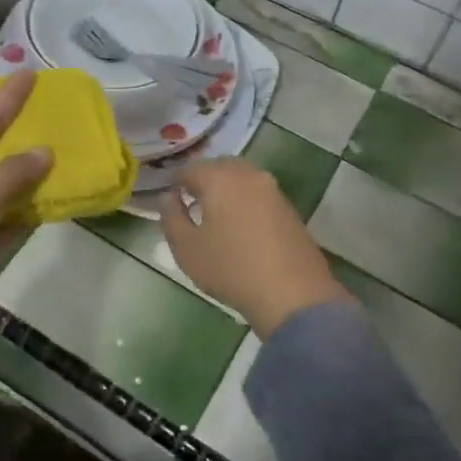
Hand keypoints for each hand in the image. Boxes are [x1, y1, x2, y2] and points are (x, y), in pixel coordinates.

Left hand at [0, 71, 53, 349]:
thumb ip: (13, 171)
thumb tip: (45, 153)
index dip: (7, 98)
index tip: (31, 74)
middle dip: (22, 131)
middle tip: (52, 108)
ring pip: (8, 182)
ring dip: (33, 169)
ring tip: (65, 146)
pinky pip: (15, 213)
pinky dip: (35, 203)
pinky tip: (59, 191)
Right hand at [159, 159, 351, 338]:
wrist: (293, 294)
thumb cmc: (230, 268)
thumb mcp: (186, 248)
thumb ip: (171, 217)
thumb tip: (169, 197)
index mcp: (220, 178)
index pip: (190, 168)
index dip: (175, 179)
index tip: (168, 194)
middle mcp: (248, 175)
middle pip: (220, 166)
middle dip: (204, 178)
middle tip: (191, 199)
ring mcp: (274, 190)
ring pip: (243, 177)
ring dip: (227, 187)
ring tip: (215, 212)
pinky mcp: (290, 209)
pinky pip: (260, 194)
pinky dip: (246, 200)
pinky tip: (241, 223)